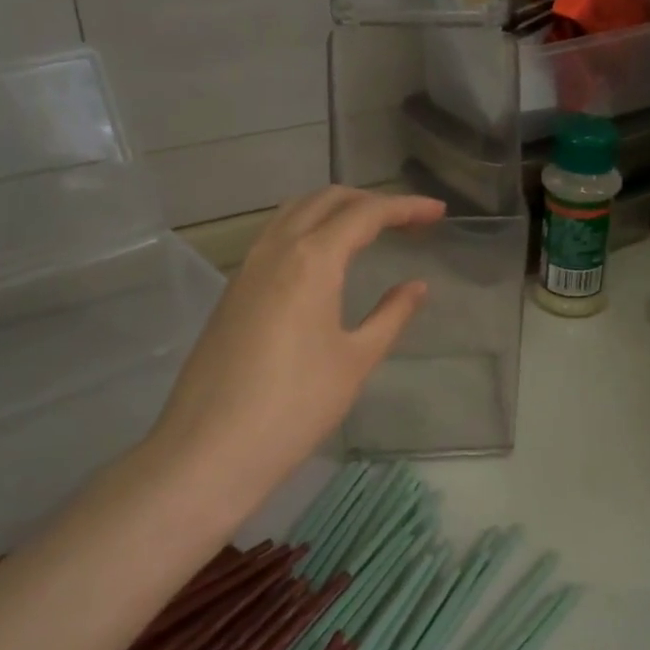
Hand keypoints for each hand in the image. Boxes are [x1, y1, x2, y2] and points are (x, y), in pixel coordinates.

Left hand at [141, 187, 444, 511]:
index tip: (438, 211)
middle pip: (326, 200)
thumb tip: (416, 287)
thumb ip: (391, 315)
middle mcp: (276, 249)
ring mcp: (247, 268)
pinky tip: (323, 260)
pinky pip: (274, 237)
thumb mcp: (356, 360)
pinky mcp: (233, 291)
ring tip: (369, 230)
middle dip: (370, 200)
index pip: (365, 213)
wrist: (210, 450)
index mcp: (312, 259)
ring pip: (294, 213)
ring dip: (334, 209)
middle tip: (407, 220)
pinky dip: (307, 229)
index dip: (406, 207)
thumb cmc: (296, 406)